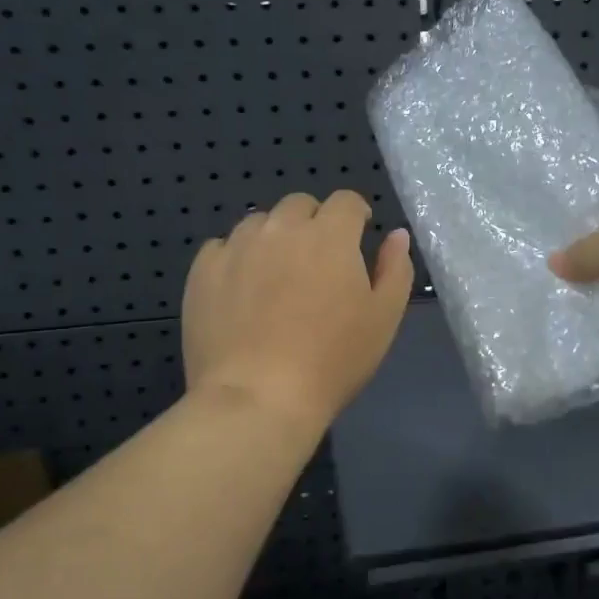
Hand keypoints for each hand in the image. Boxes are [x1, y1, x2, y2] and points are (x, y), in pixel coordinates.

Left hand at [183, 190, 413, 437]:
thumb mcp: (384, 319)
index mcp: (330, 235)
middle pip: (299, 205)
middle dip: (313, 222)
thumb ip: (395, 269)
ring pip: (259, 223)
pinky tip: (240, 290)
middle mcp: (282, 229)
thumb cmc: (332, 360)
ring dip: (273, 237)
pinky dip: (235, 258)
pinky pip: (222, 247)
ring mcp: (237, 246)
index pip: (346, 201)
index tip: (357, 236)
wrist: (258, 398)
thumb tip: (396, 235)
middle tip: (317, 261)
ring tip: (276, 275)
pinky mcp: (203, 271)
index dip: (355, 214)